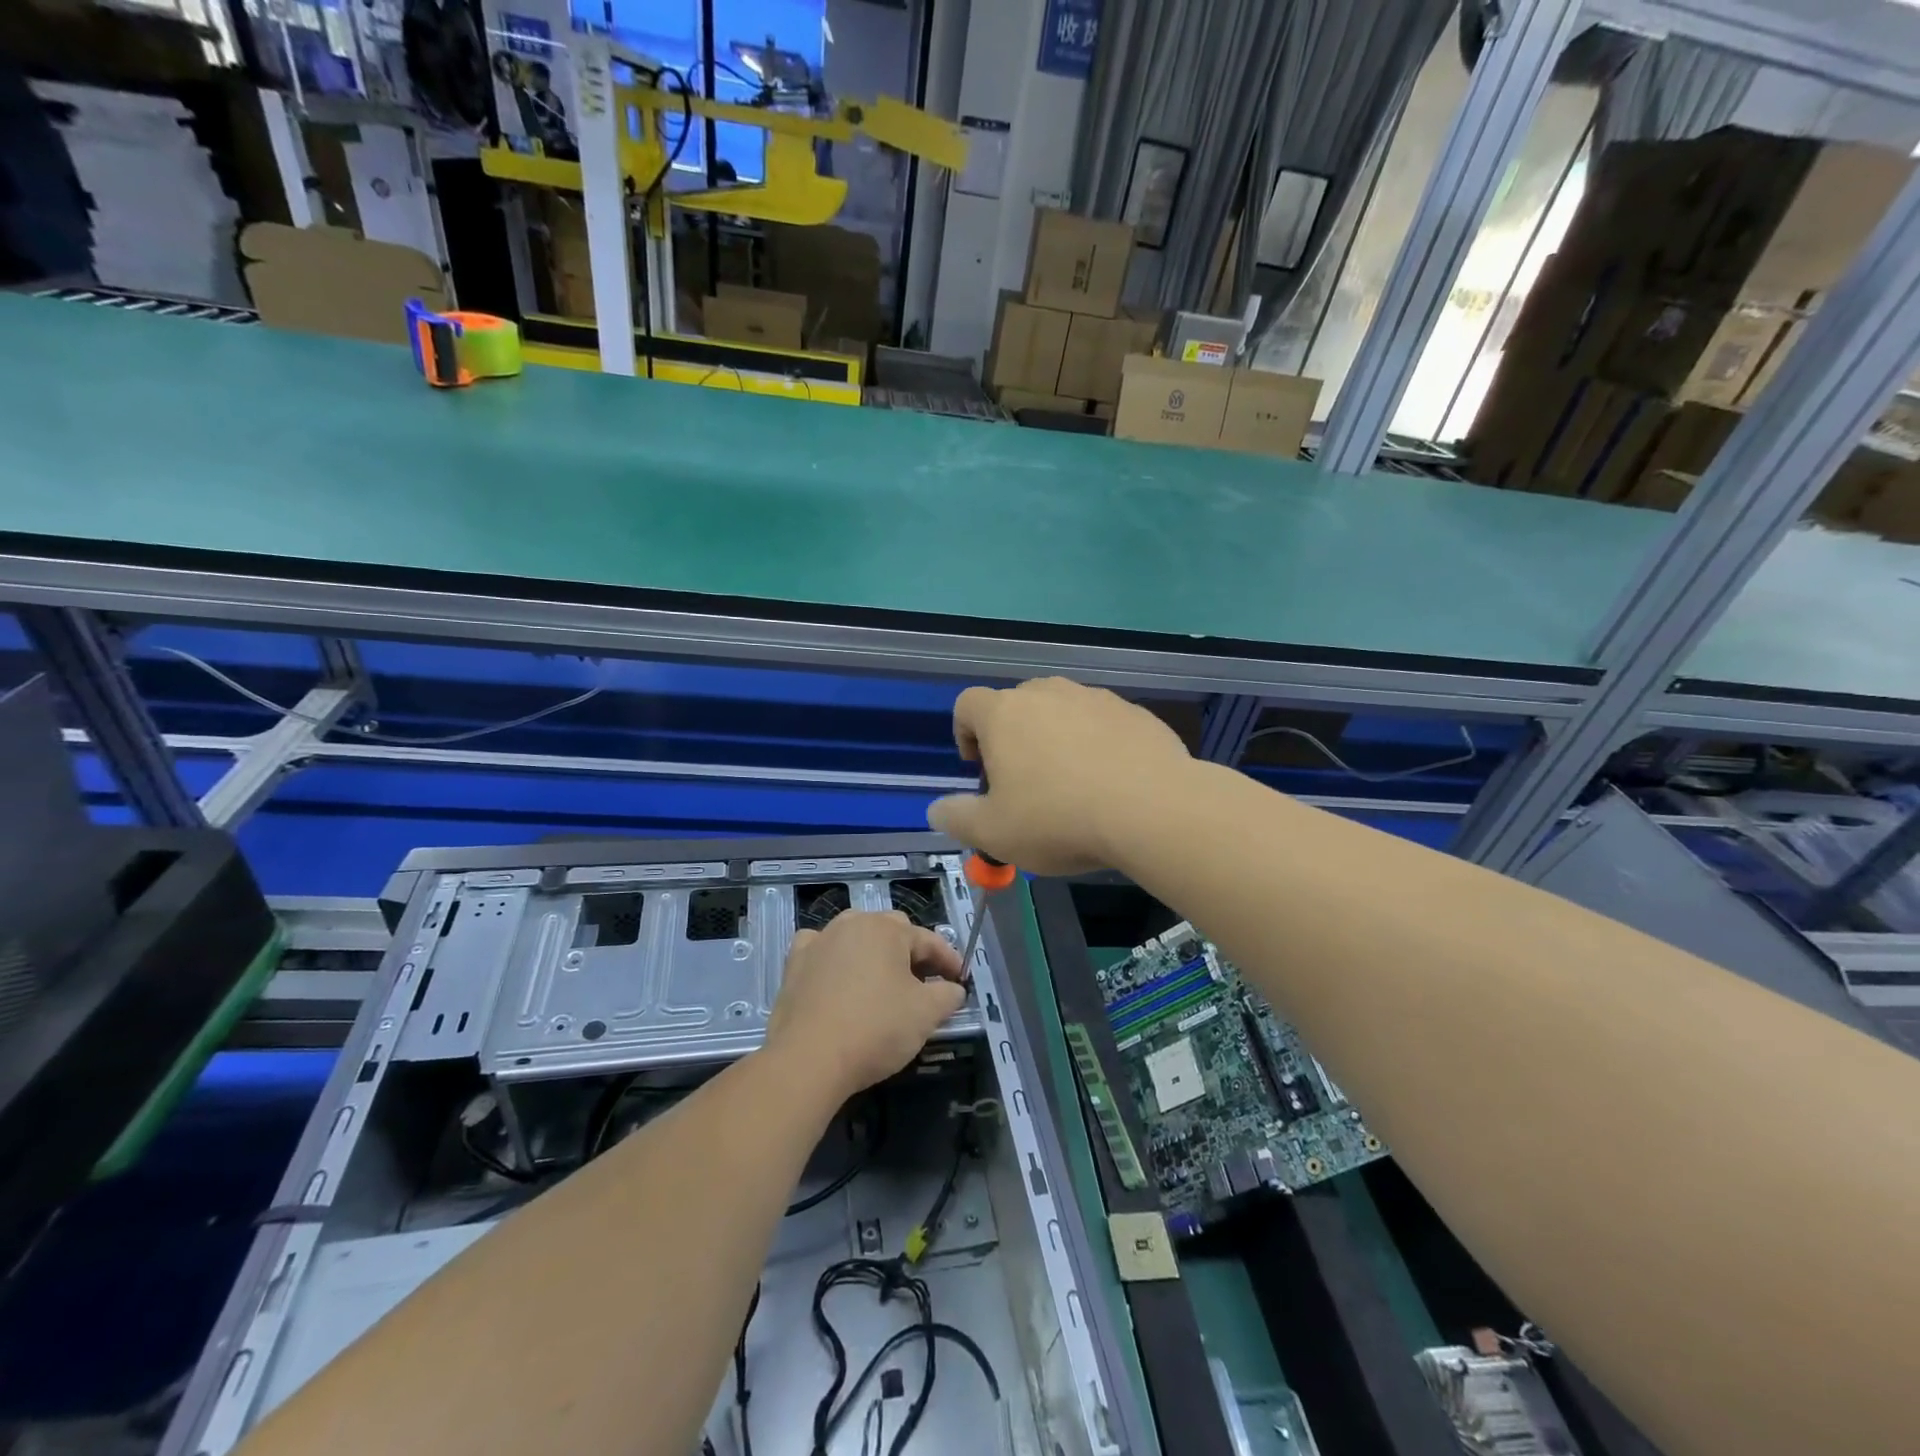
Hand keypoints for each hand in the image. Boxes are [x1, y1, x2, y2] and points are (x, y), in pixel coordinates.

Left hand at [765, 910, 965, 1101]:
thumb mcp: (926, 1014)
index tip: (960, 980)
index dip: (949, 960)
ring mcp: (820, 941)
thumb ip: (948, 995)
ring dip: (874, 953)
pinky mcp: (794, 963)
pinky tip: (838, 977)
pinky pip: (822, 951)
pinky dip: (834, 959)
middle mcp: (852, 923)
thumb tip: (953, 989)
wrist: (808, 1058)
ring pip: (856, 937)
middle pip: (891, 931)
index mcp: (887, 929)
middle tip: (925, 982)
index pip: (928, 940)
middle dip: (912, 953)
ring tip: (884, 980)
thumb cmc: (875, 1029)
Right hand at [926, 678, 1191, 874]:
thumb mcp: (993, 834)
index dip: (964, 733)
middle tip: (1024, 784)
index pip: (967, 704)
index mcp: (1005, 714)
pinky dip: (1097, 745)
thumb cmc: (1059, 820)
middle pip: (1016, 705)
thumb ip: (956, 818)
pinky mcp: (1135, 712)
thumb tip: (937, 809)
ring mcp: (1095, 699)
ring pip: (1063, 712)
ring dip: (1056, 739)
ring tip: (1071, 785)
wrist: (1152, 809)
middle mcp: (1048, 694)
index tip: (979, 769)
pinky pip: (1103, 724)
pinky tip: (1111, 783)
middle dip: (1013, 738)